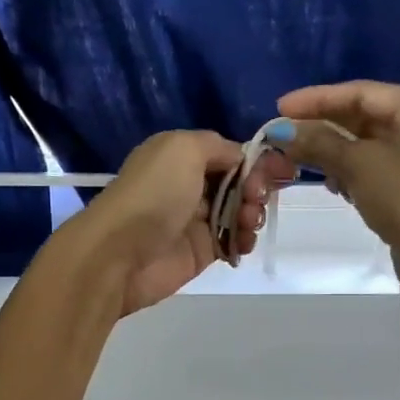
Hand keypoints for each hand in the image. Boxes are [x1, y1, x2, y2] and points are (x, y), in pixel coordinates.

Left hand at [72, 130, 292, 315]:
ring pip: (239, 211)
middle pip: (238, 181)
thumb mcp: (184, 148)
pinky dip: (244, 240)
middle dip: (257, 187)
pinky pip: (233, 240)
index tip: (279, 170)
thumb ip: (218, 146)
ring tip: (246, 222)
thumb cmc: (154, 193)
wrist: (120, 254)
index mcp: (180, 155)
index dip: (255, 160)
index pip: (228, 153)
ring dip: (252, 213)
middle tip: (255, 198)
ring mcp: (195, 219)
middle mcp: (188, 184)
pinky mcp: (201, 251)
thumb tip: (240, 158)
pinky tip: (242, 242)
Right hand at [273, 81, 399, 256]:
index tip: (280, 108)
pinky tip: (332, 183)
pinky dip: (351, 169)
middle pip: (364, 116)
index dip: (316, 99)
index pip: (360, 92)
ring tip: (301, 160)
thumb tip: (281, 131)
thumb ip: (318, 142)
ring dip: (333, 150)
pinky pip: (375, 164)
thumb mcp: (357, 164)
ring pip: (367, 142)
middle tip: (285, 136)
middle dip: (323, 127)